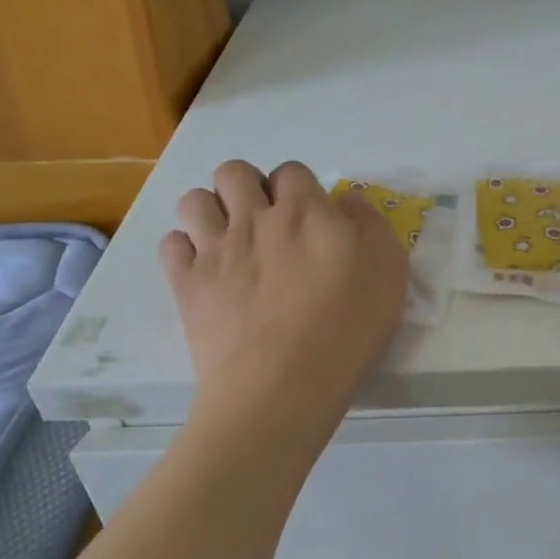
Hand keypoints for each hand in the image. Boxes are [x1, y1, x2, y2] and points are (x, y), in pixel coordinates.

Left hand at [159, 161, 407, 423]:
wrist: (283, 387)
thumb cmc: (346, 329)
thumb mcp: (389, 269)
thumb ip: (369, 223)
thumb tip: (343, 201)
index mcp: (304, 211)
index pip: (292, 171)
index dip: (299, 189)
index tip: (309, 219)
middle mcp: (253, 218)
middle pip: (233, 172)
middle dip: (247, 187)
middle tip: (264, 223)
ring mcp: (214, 250)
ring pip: (194, 200)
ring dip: (210, 211)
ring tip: (228, 241)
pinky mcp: (186, 285)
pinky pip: (170, 244)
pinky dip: (184, 250)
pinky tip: (203, 269)